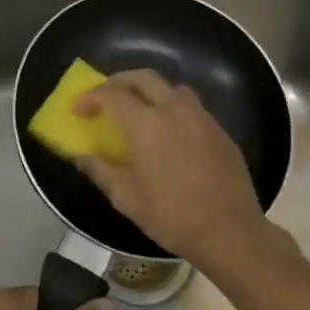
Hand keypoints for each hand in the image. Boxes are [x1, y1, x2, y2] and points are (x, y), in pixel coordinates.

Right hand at [73, 69, 272, 269]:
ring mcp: (201, 117)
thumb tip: (80, 156)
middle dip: (119, 81)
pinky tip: (170, 132)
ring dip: (150, 90)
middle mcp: (174, 110)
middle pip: (143, 77)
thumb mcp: (126, 197)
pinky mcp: (220, 131)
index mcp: (147, 124)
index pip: (112, 94)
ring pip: (172, 87)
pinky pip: (192, 106)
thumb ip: (100, 170)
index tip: (78, 110)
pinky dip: (173, 107)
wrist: (230, 232)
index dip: (90, 97)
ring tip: (139, 109)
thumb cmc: (172, 215)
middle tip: (106, 98)